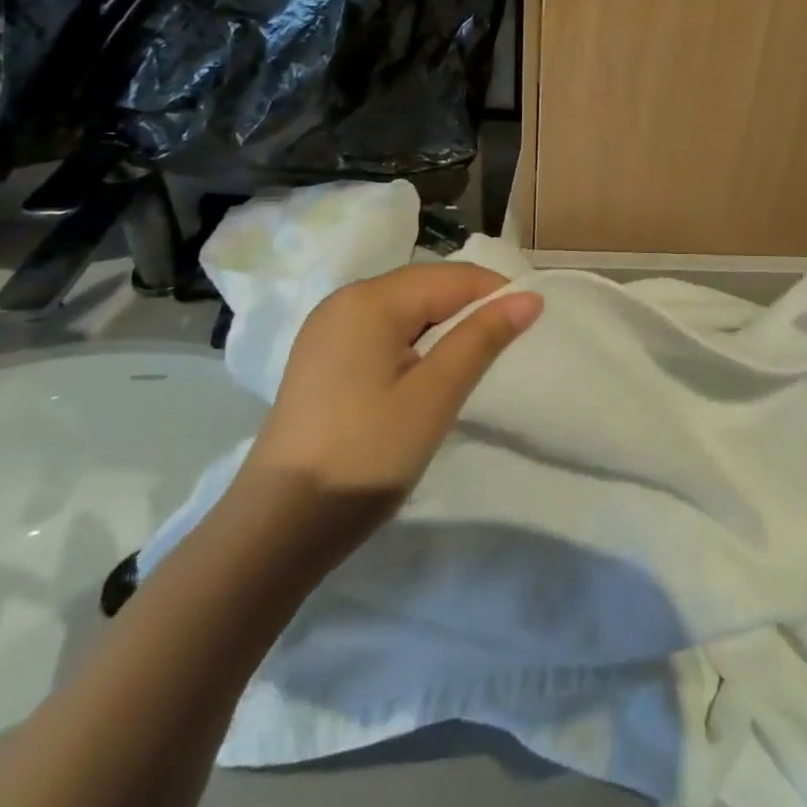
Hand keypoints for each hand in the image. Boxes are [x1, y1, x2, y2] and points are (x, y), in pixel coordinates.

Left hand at [243, 263, 542, 523]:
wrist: (276, 529)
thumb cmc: (366, 455)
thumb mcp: (435, 395)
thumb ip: (482, 338)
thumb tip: (530, 297)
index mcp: (370, 299)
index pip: (453, 277)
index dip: (497, 295)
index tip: (530, 327)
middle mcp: (345, 300)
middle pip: (427, 286)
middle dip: (470, 310)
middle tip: (504, 349)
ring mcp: (328, 329)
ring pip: (406, 308)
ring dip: (444, 328)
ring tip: (470, 364)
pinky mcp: (322, 357)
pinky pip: (382, 331)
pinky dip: (414, 343)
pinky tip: (425, 375)